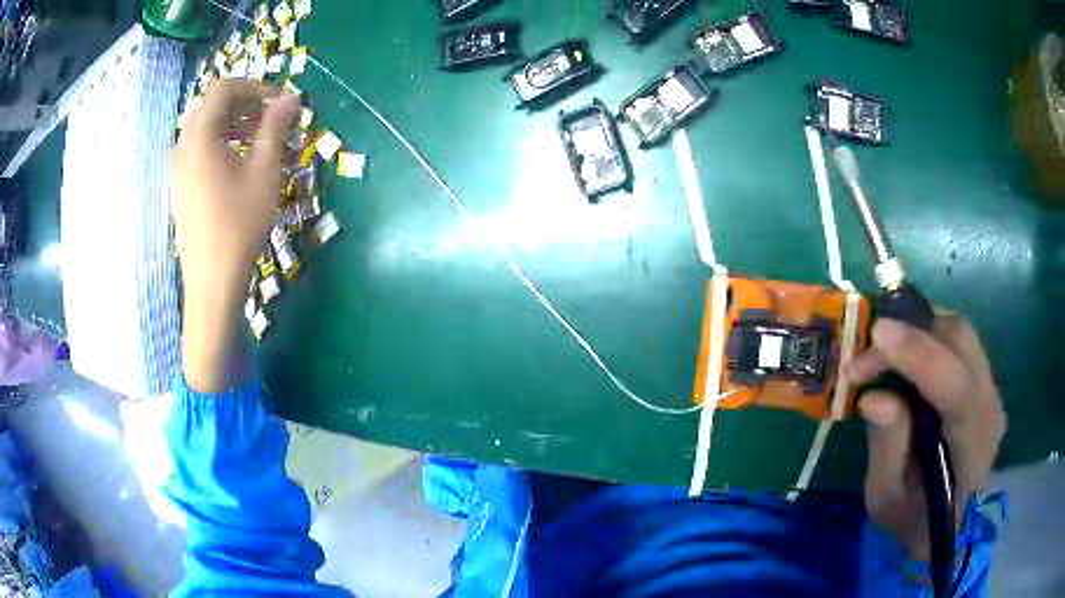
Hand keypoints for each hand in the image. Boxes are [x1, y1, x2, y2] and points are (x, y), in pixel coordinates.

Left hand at [172, 80, 297, 391]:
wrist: (212, 281)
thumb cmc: (239, 225)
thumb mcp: (263, 172)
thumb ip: (274, 128)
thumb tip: (290, 98)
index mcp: (200, 136)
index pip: (223, 89)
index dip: (253, 87)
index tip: (278, 101)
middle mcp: (183, 146)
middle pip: (212, 106)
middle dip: (244, 104)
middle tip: (272, 118)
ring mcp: (179, 167)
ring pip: (205, 127)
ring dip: (234, 123)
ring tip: (260, 140)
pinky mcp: (181, 185)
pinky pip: (200, 149)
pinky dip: (222, 142)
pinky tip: (240, 162)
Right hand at [848, 313, 1004, 560]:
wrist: (947, 521)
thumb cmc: (913, 518)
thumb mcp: (887, 499)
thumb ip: (886, 450)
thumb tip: (871, 398)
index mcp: (973, 446)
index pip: (957, 389)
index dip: (920, 356)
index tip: (877, 335)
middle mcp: (990, 405)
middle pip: (959, 342)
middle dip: (910, 335)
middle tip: (865, 352)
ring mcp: (990, 385)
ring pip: (957, 331)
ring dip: (916, 328)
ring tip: (878, 350)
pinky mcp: (982, 375)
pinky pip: (955, 339)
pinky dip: (925, 333)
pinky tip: (901, 350)